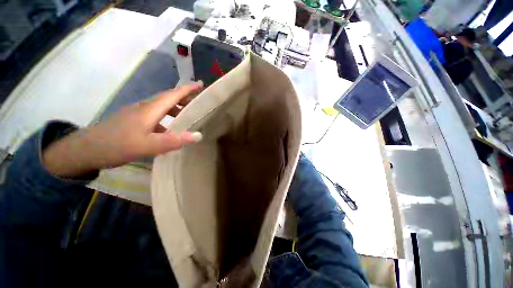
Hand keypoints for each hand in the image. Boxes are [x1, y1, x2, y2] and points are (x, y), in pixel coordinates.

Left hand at [42, 82, 203, 177]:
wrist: (85, 150)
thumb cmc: (116, 146)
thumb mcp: (148, 146)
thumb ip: (174, 141)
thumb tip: (198, 136)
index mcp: (150, 109)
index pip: (173, 94)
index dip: (188, 89)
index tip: (201, 84)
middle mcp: (144, 108)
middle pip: (168, 98)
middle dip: (184, 98)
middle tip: (199, 103)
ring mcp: (137, 113)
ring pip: (161, 107)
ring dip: (176, 109)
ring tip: (188, 117)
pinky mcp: (133, 121)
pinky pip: (155, 116)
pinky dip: (166, 119)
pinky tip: (169, 131)